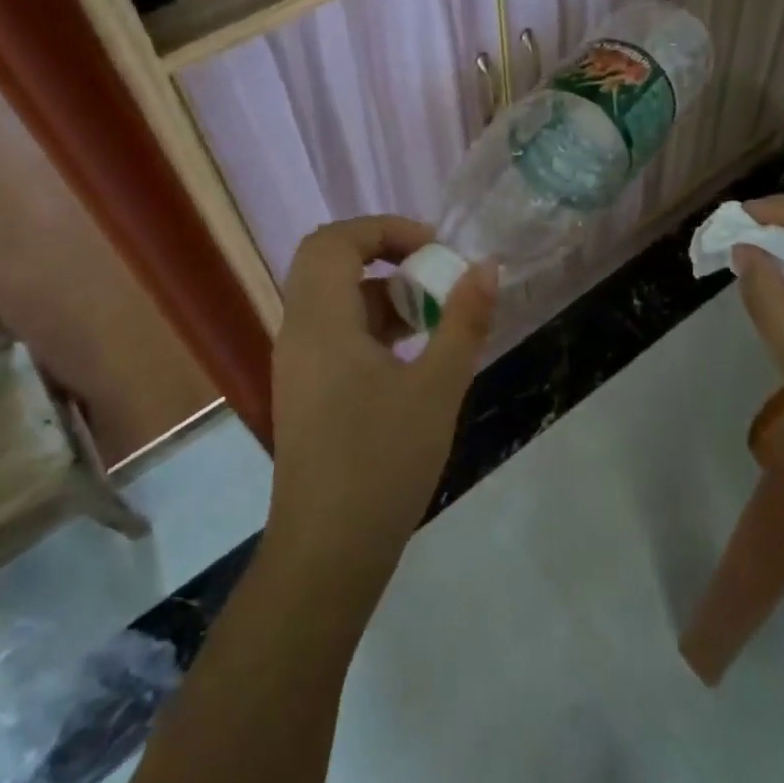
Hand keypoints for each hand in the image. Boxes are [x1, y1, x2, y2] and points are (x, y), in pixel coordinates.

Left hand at [267, 216, 496, 587]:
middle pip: (328, 263)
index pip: (335, 240)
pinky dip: (373, 327)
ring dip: (383, 294)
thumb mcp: (437, 388)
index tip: (435, 248)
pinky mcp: (306, 392)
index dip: (385, 229)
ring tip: (435, 320)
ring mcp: (297, 365)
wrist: (328, 552)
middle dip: (385, 256)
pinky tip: (413, 358)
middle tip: (433, 274)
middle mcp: (298, 333)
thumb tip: (486, 267)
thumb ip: (464, 322)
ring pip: (333, 300)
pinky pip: (335, 334)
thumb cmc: (383, 463)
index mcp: (320, 322)